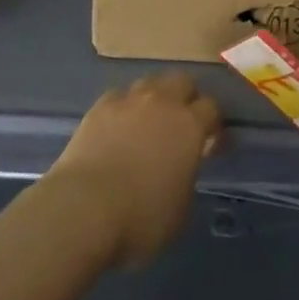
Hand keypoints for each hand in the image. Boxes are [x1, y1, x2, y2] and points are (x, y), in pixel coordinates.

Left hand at [44, 73, 221, 266]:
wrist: (84, 207)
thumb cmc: (140, 218)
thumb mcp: (180, 210)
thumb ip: (187, 178)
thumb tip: (181, 167)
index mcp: (189, 126)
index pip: (212, 108)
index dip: (214, 124)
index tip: (211, 143)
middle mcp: (163, 102)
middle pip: (183, 81)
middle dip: (187, 98)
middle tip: (182, 124)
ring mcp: (130, 99)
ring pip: (151, 83)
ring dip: (155, 98)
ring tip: (148, 122)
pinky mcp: (101, 105)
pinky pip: (120, 96)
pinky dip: (124, 108)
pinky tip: (118, 128)